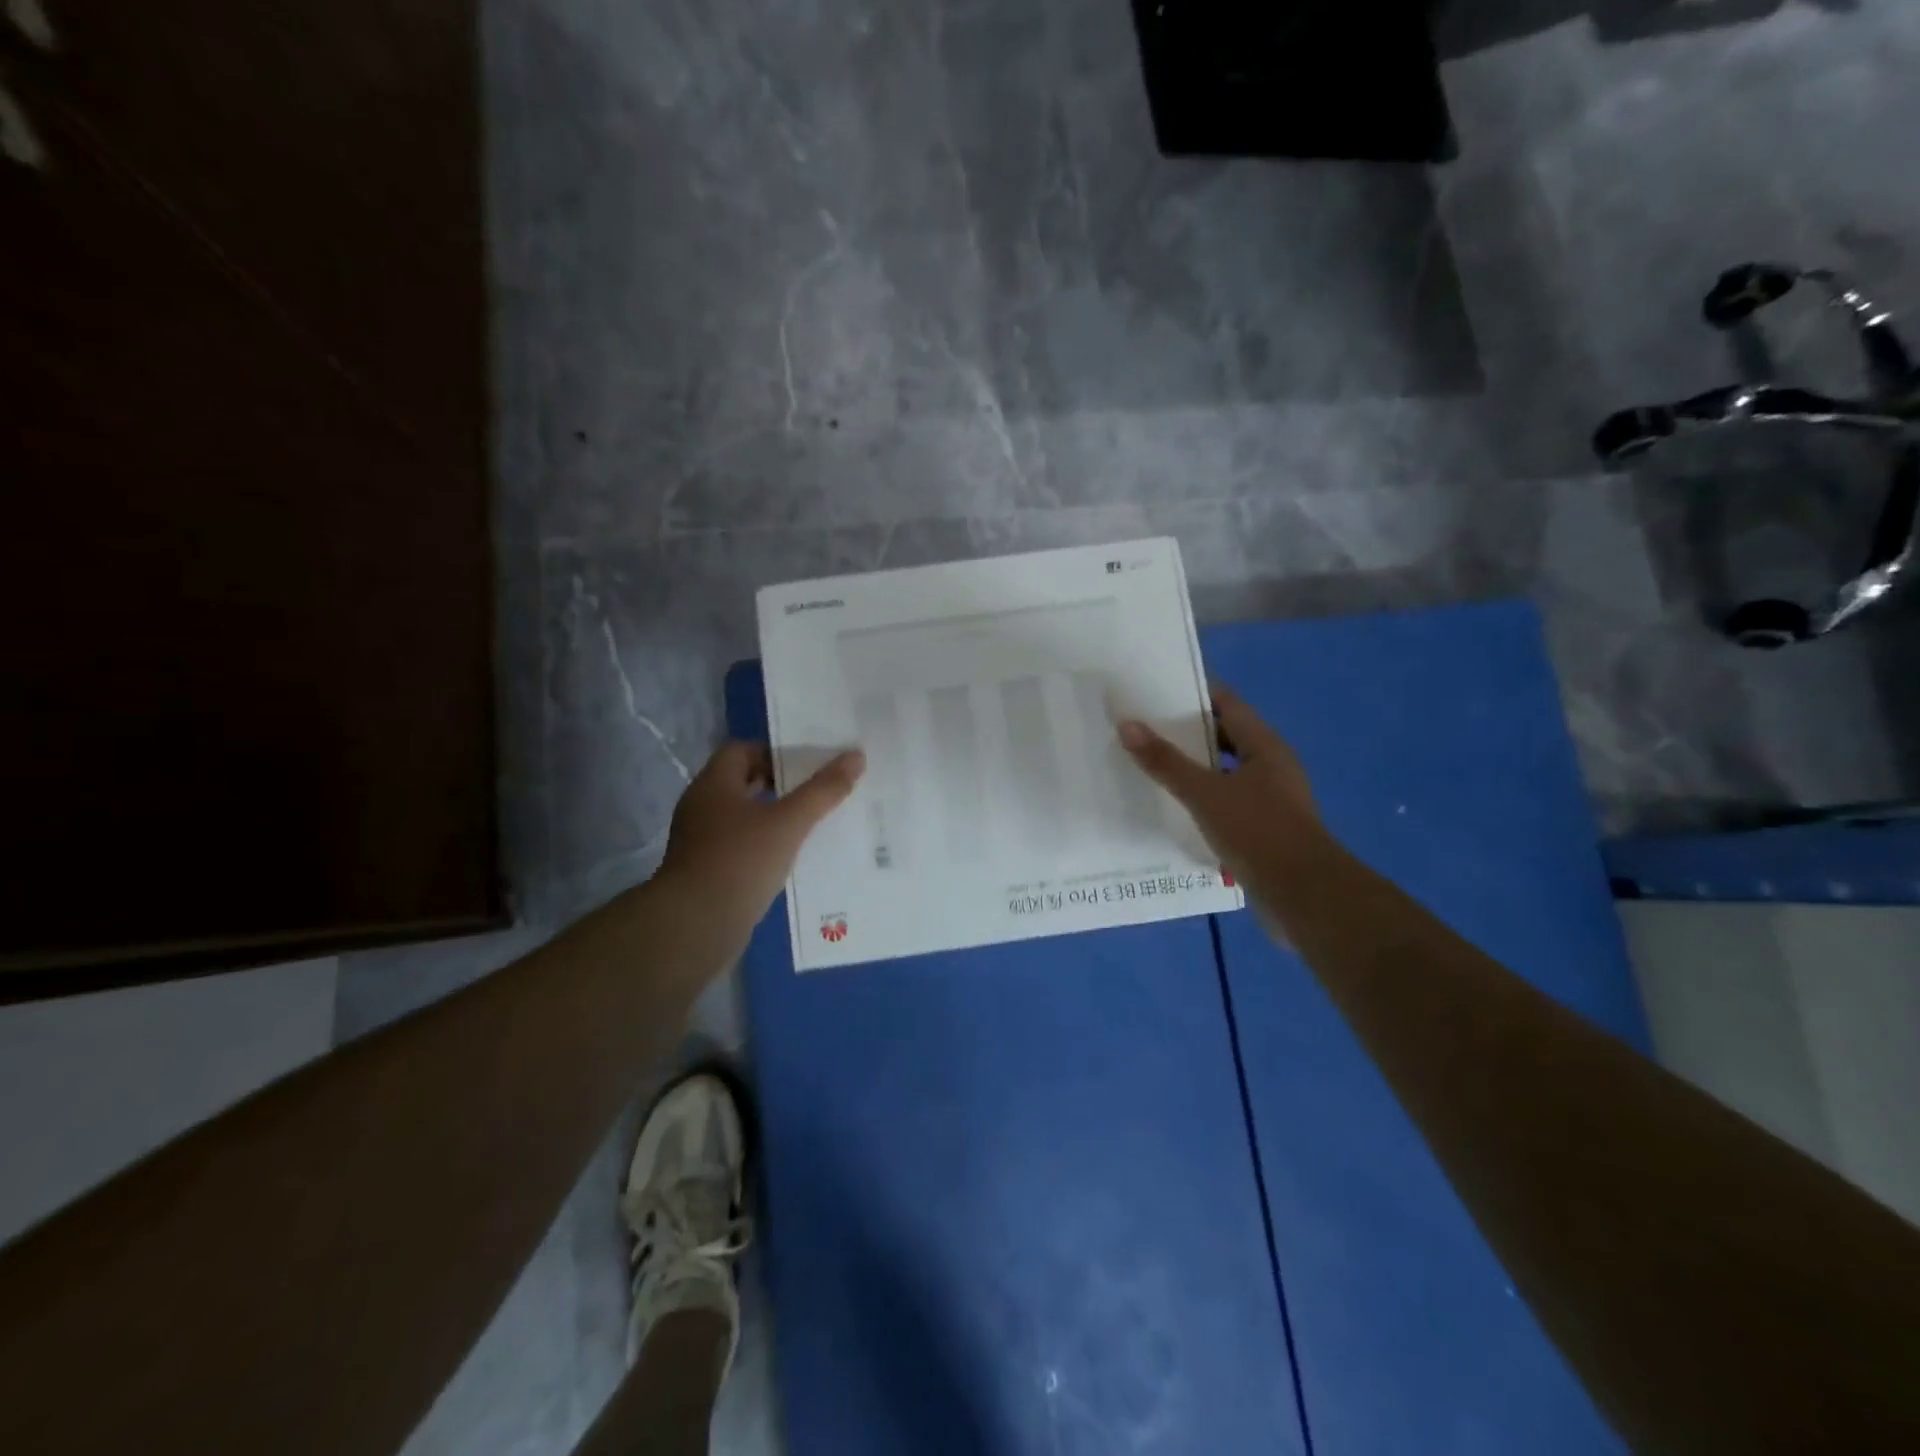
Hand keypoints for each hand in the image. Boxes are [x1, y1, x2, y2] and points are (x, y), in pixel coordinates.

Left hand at [657, 741, 864, 933]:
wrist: (694, 927)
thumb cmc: (740, 861)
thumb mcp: (789, 822)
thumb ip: (823, 790)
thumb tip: (856, 756)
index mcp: (714, 785)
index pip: (741, 750)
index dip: (774, 752)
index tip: (808, 765)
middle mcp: (702, 808)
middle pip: (744, 784)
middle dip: (781, 786)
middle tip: (819, 792)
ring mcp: (701, 843)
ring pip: (744, 819)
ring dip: (775, 819)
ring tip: (814, 825)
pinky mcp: (707, 873)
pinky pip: (741, 849)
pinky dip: (765, 848)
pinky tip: (792, 860)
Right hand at [1118, 686, 1321, 883]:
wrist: (1303, 896)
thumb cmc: (1257, 832)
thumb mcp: (1204, 793)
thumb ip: (1166, 761)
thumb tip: (1128, 725)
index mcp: (1264, 746)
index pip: (1227, 703)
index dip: (1193, 693)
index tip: (1154, 689)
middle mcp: (1271, 766)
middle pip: (1225, 736)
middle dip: (1186, 732)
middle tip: (1142, 726)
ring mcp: (1270, 798)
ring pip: (1224, 771)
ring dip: (1193, 767)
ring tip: (1150, 764)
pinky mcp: (1264, 828)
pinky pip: (1227, 801)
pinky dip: (1202, 798)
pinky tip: (1173, 806)